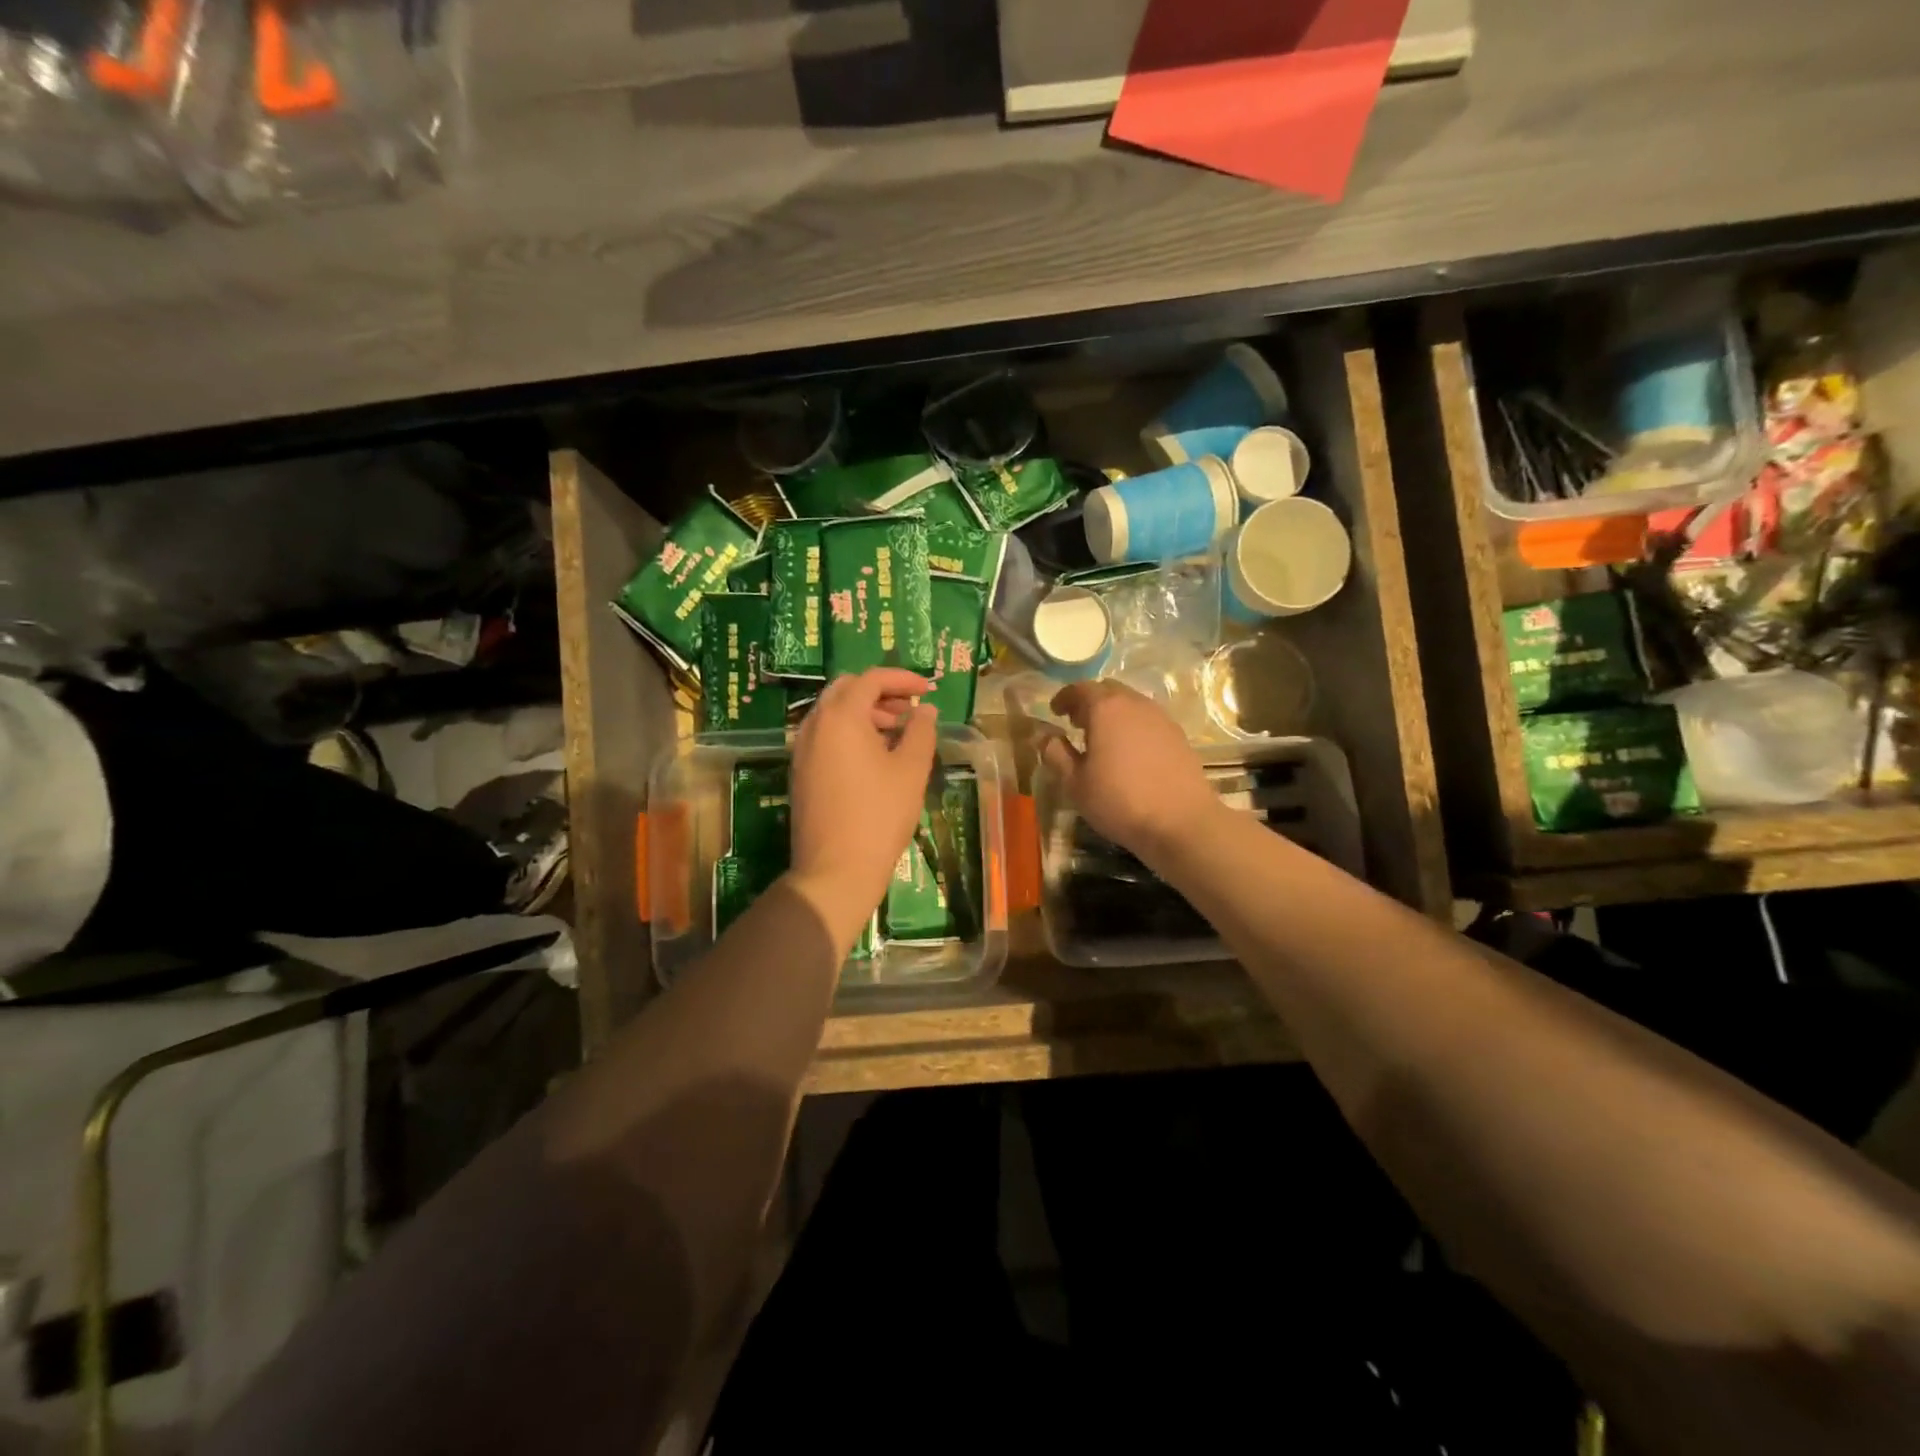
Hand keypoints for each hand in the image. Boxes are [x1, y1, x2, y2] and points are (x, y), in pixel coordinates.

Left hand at [787, 668, 937, 948]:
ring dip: (865, 712)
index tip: (928, 689)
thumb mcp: (911, 770)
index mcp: (841, 716)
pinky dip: (849, 732)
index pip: (871, 678)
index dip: (902, 678)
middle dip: (880, 692)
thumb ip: (921, 731)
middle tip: (909, 709)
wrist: (835, 869)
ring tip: (897, 733)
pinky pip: (824, 735)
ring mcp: (802, 749)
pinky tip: (874, 756)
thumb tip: (924, 709)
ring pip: (833, 712)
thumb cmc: (879, 815)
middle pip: (846, 689)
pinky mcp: (800, 772)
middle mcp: (814, 724)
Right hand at [1041, 680, 1220, 862]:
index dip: (1064, 698)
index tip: (1055, 711)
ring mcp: (1161, 718)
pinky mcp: (1178, 736)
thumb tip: (1043, 736)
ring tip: (1102, 739)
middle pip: (1108, 690)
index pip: (1080, 689)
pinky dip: (1132, 726)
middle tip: (1077, 723)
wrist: (1181, 822)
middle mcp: (1135, 704)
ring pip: (1131, 704)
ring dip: (1113, 714)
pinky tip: (1129, 752)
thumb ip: (1056, 754)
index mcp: (1106, 709)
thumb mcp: (1075, 783)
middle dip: (1089, 702)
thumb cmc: (1119, 801)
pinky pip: (1148, 720)